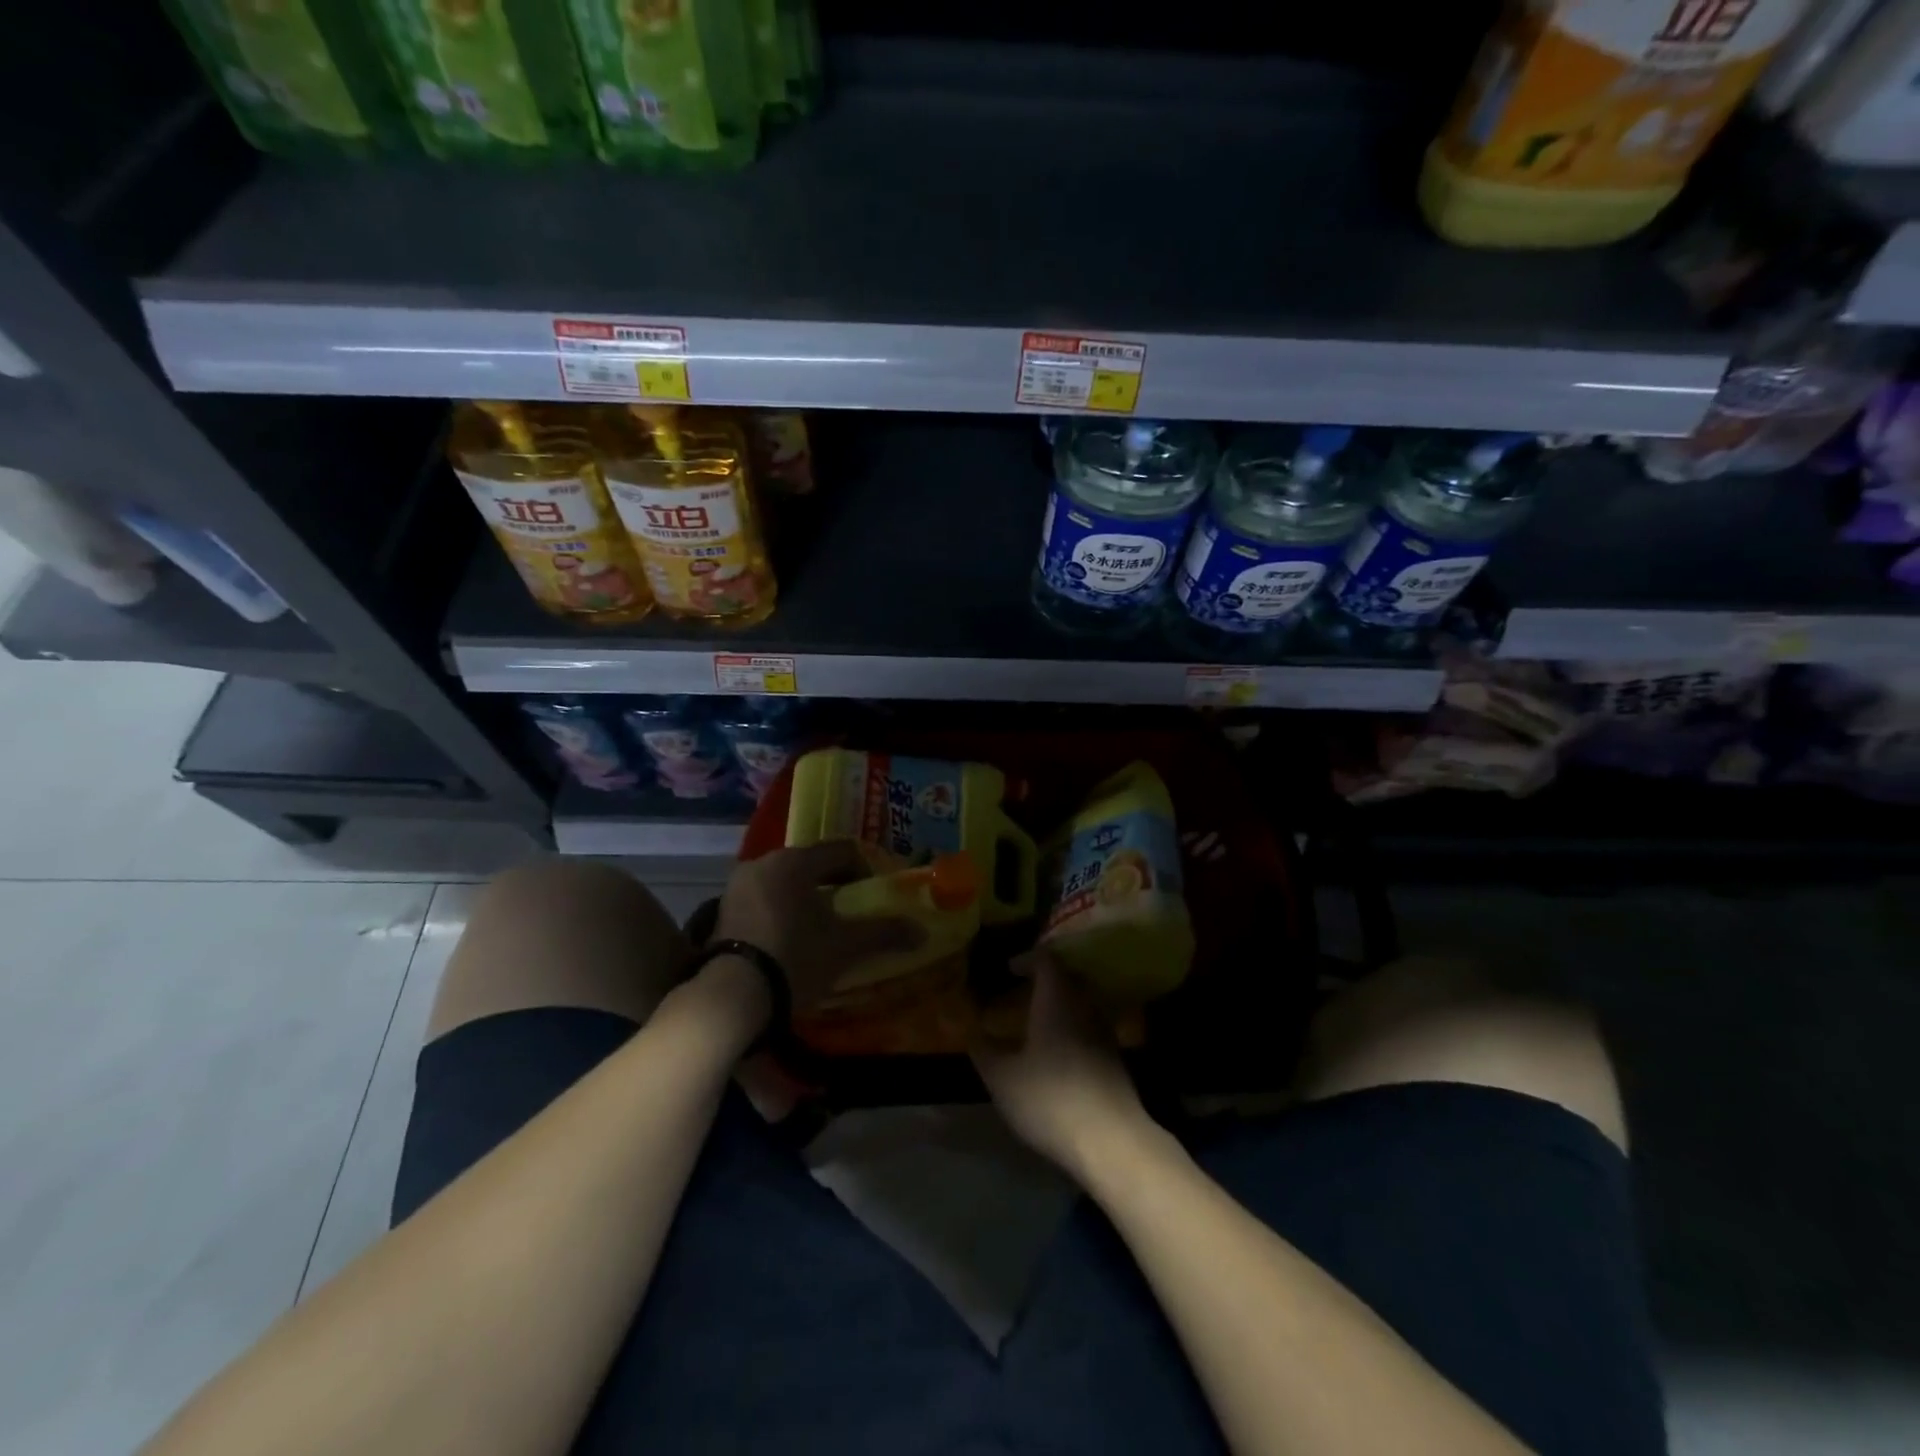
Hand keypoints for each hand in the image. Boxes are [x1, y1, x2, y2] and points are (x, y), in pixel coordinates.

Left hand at [713, 841, 921, 1011]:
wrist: (733, 996)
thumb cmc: (795, 958)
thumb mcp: (845, 946)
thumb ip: (883, 932)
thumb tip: (920, 931)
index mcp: (794, 861)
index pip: (841, 850)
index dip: (865, 868)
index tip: (876, 894)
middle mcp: (764, 862)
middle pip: (811, 864)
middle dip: (835, 884)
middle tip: (853, 910)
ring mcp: (739, 885)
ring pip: (786, 881)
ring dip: (807, 897)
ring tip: (824, 927)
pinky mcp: (723, 909)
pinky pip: (764, 898)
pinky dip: (783, 909)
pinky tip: (792, 938)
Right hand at [971, 951, 1153, 1182]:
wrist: (1111, 1141)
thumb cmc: (1050, 1098)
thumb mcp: (1003, 1077)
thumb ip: (983, 1049)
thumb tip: (969, 1029)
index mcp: (1057, 999)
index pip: (1047, 960)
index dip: (1027, 959)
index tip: (1008, 968)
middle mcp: (1085, 1006)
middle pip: (1068, 978)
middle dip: (1044, 979)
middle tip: (1020, 990)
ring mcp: (1105, 1032)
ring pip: (1081, 1003)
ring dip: (1059, 1004)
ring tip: (1035, 1020)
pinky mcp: (1115, 1059)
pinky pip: (1089, 1026)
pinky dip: (1071, 1027)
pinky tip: (1056, 1051)